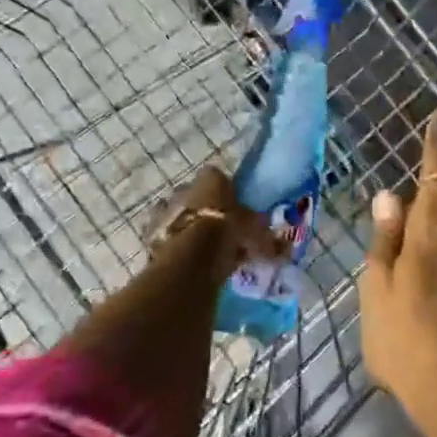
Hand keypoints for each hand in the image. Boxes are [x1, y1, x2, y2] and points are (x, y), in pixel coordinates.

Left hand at [150, 164, 286, 279]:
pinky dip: (174, 245)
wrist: (189, 258)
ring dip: (187, 227)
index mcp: (210, 179)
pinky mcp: (151, 233)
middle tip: (218, 230)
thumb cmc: (226, 233)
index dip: (225, 192)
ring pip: (178, 215)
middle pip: (195, 195)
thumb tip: (285, 249)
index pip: (217, 177)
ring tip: (201, 249)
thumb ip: (267, 239)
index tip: (234, 208)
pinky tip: (186, 260)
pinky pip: (166, 236)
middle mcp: (185, 188)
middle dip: (204, 210)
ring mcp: (165, 210)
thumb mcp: (255, 235)